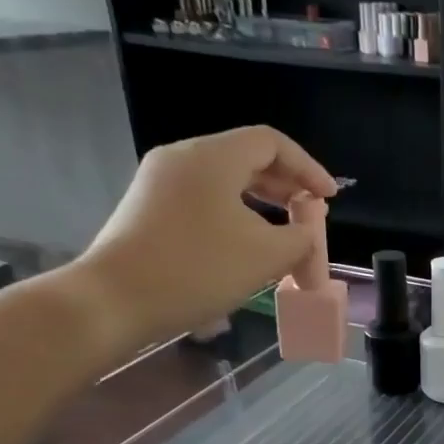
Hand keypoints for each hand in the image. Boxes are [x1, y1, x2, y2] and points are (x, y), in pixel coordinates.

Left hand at [72, 126, 337, 349]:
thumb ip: (301, 238)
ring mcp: (160, 182)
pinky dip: (235, 214)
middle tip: (310, 216)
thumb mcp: (267, 255)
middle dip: (286, 186)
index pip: (272, 143)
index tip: (329, 198)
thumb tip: (306, 233)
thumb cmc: (198, 269)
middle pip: (247, 158)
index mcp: (212, 157)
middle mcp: (183, 158)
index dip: (308, 168)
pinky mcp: (149, 208)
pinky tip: (246, 246)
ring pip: (225, 180)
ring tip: (284, 234)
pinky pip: (204, 199)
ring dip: (262, 203)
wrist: (115, 300)